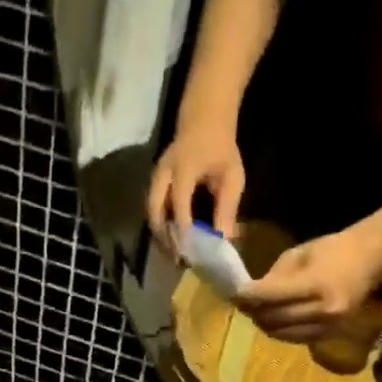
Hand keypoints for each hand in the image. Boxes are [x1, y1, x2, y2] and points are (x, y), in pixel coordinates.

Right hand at [148, 123, 244, 244]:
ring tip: (173, 255)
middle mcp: (163, 173)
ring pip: (150, 212)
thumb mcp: (231, 176)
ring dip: (160, 234)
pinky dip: (160, 226)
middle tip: (177, 258)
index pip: (179, 200)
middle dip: (163, 236)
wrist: (202, 123)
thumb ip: (227, 206)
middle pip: (154, 209)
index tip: (189, 249)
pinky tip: (172, 241)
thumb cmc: (220, 149)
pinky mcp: (154, 184)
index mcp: (183, 167)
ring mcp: (155, 178)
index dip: (182, 225)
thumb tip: (224, 238)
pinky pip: (153, 208)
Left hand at [236, 227, 381, 341]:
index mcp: (317, 284)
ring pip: (283, 333)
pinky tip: (273, 319)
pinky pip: (296, 338)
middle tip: (240, 303)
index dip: (250, 295)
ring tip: (254, 311)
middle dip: (253, 311)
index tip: (235, 292)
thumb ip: (274, 277)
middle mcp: (325, 310)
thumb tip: (249, 295)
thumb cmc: (332, 251)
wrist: (369, 261)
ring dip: (264, 323)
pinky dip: (280, 330)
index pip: (273, 295)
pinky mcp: (331, 336)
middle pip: (275, 318)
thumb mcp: (298, 255)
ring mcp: (329, 327)